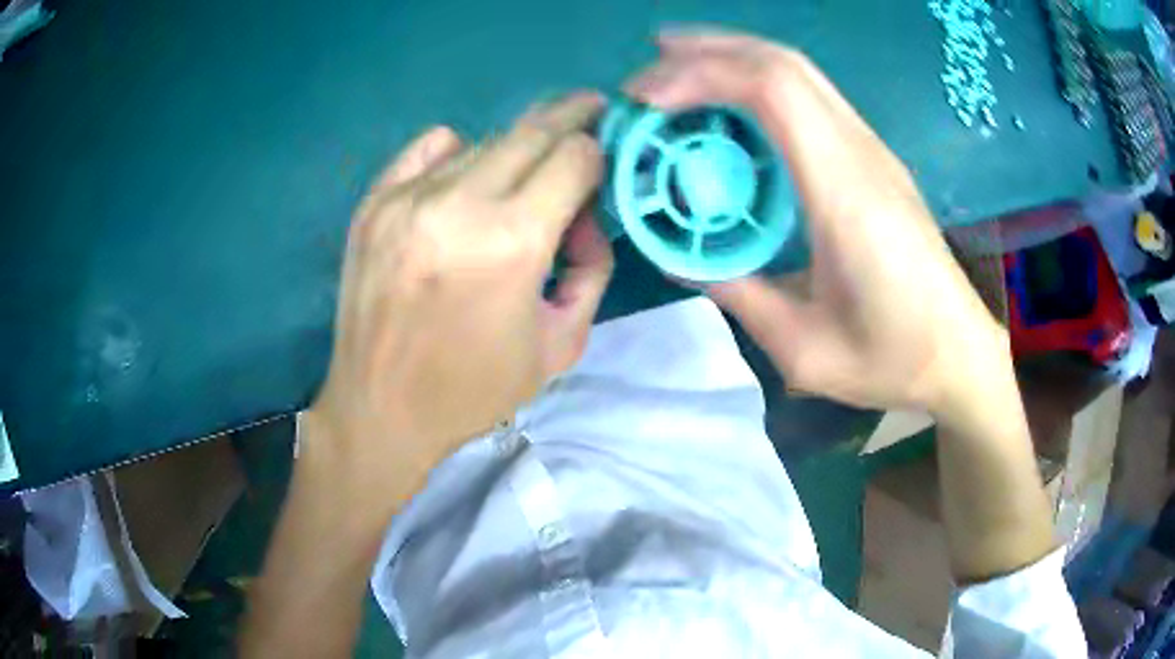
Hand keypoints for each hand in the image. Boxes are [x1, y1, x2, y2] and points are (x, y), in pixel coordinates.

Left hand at [304, 93, 612, 502]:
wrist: (379, 409)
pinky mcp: (373, 202)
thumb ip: (593, 270)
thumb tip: (586, 218)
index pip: (575, 156)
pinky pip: (431, 147)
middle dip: (570, 119)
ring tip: (519, 179)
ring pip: (484, 140)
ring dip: (515, 151)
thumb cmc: (473, 389)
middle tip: (589, 114)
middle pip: (533, 130)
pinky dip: (459, 152)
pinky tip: (462, 182)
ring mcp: (407, 197)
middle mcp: (458, 204)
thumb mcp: (561, 345)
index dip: (599, 153)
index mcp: (511, 243)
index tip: (603, 160)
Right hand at [627, 30, 1007, 419]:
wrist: (959, 353)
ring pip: (800, 72)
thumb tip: (678, 258)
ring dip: (734, 57)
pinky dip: (760, 82)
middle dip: (708, 50)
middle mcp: (861, 153)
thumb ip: (737, 296)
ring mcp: (872, 150)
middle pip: (783, 63)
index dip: (701, 75)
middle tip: (648, 69)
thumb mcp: (802, 349)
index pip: (773, 90)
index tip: (646, 100)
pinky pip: (812, 97)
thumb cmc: (890, 359)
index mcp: (845, 194)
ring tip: (677, 67)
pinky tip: (733, 103)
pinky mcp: (874, 159)